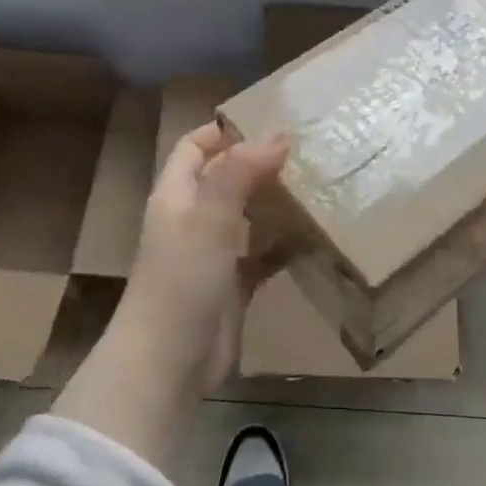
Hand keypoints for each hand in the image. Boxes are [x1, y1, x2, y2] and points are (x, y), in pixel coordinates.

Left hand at [54, 123, 287, 468]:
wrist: (168, 363)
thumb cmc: (182, 279)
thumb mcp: (208, 217)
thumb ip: (239, 172)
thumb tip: (278, 134)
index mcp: (176, 195)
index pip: (194, 146)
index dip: (224, 131)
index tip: (269, 121)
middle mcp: (192, 218)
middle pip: (224, 177)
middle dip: (258, 163)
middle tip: (306, 151)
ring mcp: (212, 253)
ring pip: (245, 214)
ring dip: (274, 200)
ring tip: (317, 184)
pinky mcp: (232, 285)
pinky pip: (261, 254)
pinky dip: (283, 243)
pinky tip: (313, 234)